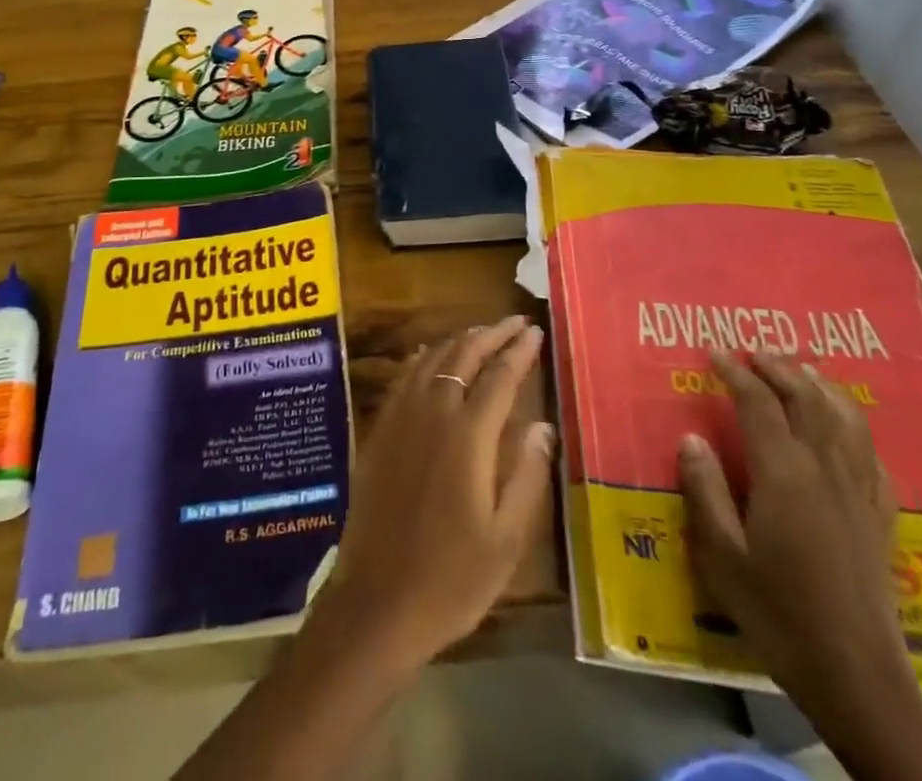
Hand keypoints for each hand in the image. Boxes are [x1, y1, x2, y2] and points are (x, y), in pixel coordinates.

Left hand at [312, 315, 553, 674]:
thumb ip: (526, 474)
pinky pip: (405, 377)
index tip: (535, 331)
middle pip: (463, 355)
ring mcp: (400, 417)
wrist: (378, 600)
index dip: (520, 351)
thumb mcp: (506, 539)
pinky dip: (425, 358)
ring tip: (481, 333)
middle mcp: (432, 413)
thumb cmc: (452, 578)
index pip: (500, 376)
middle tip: (515, 322)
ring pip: (432, 359)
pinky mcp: (379, 430)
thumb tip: (543, 425)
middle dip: (491, 334)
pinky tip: (432, 356)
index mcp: (468, 435)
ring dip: (459, 340)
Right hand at [680, 351, 915, 740]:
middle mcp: (826, 472)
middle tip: (753, 352)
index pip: (758, 404)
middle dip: (779, 369)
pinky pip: (872, 457)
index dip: (735, 373)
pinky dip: (856, 430)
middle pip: (808, 400)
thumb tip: (692, 438)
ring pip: (847, 421)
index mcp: (784, 475)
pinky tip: (846, 431)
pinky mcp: (882, 519)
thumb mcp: (722, 555)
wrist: (857, 678)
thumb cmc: (778, 613)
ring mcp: (860, 494)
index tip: (714, 353)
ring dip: (821, 388)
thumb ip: (705, 490)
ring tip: (801, 372)